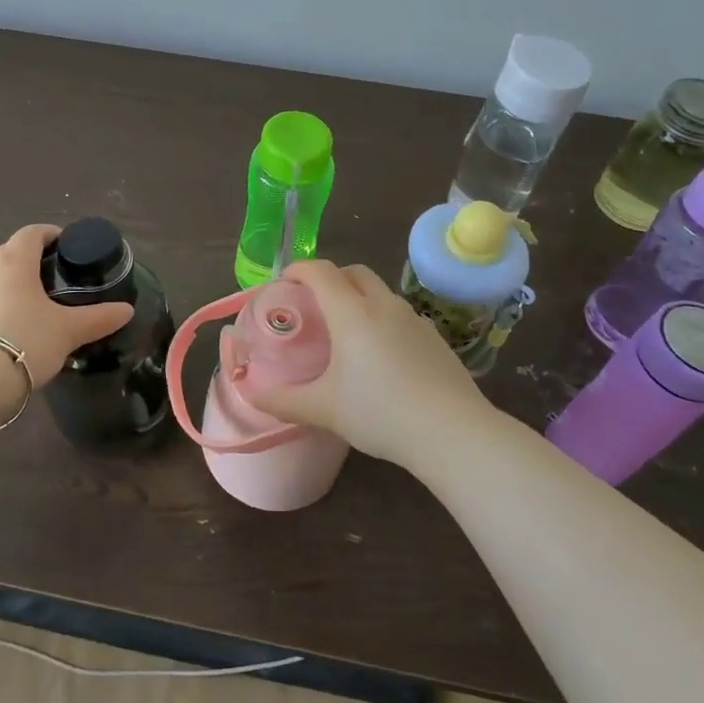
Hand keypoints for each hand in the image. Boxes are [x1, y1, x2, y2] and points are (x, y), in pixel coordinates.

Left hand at [0, 225, 134, 385]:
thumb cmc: (23, 341)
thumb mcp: (68, 331)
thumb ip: (98, 318)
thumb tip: (127, 310)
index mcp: (14, 259)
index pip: (33, 233)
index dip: (51, 235)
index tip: (66, 247)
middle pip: (10, 254)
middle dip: (30, 264)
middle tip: (53, 285)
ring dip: (8, 286)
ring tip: (28, 310)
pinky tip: (3, 329)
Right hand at [245, 259, 489, 466]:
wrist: (452, 433)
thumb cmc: (380, 413)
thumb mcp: (324, 410)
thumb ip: (283, 401)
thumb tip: (251, 395)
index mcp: (352, 312)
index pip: (321, 272)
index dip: (298, 269)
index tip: (284, 282)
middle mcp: (383, 305)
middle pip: (353, 272)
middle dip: (330, 278)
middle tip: (313, 304)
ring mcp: (414, 319)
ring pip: (380, 292)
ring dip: (358, 298)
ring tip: (346, 331)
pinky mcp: (435, 337)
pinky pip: (400, 315)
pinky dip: (382, 319)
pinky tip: (381, 355)